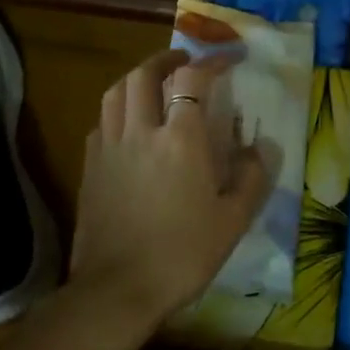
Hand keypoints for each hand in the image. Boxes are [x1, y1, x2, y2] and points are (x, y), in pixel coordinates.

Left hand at [72, 48, 272, 323]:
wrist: (118, 290)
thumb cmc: (182, 254)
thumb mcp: (233, 221)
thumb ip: (251, 178)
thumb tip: (259, 149)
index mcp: (180, 139)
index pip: (193, 78)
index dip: (212, 61)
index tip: (229, 59)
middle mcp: (141, 131)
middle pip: (144, 74)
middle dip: (166, 59)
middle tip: (184, 61)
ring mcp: (110, 147)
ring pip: (116, 92)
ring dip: (137, 77)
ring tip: (153, 82)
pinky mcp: (90, 166)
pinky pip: (102, 121)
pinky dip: (118, 109)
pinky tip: (128, 124)